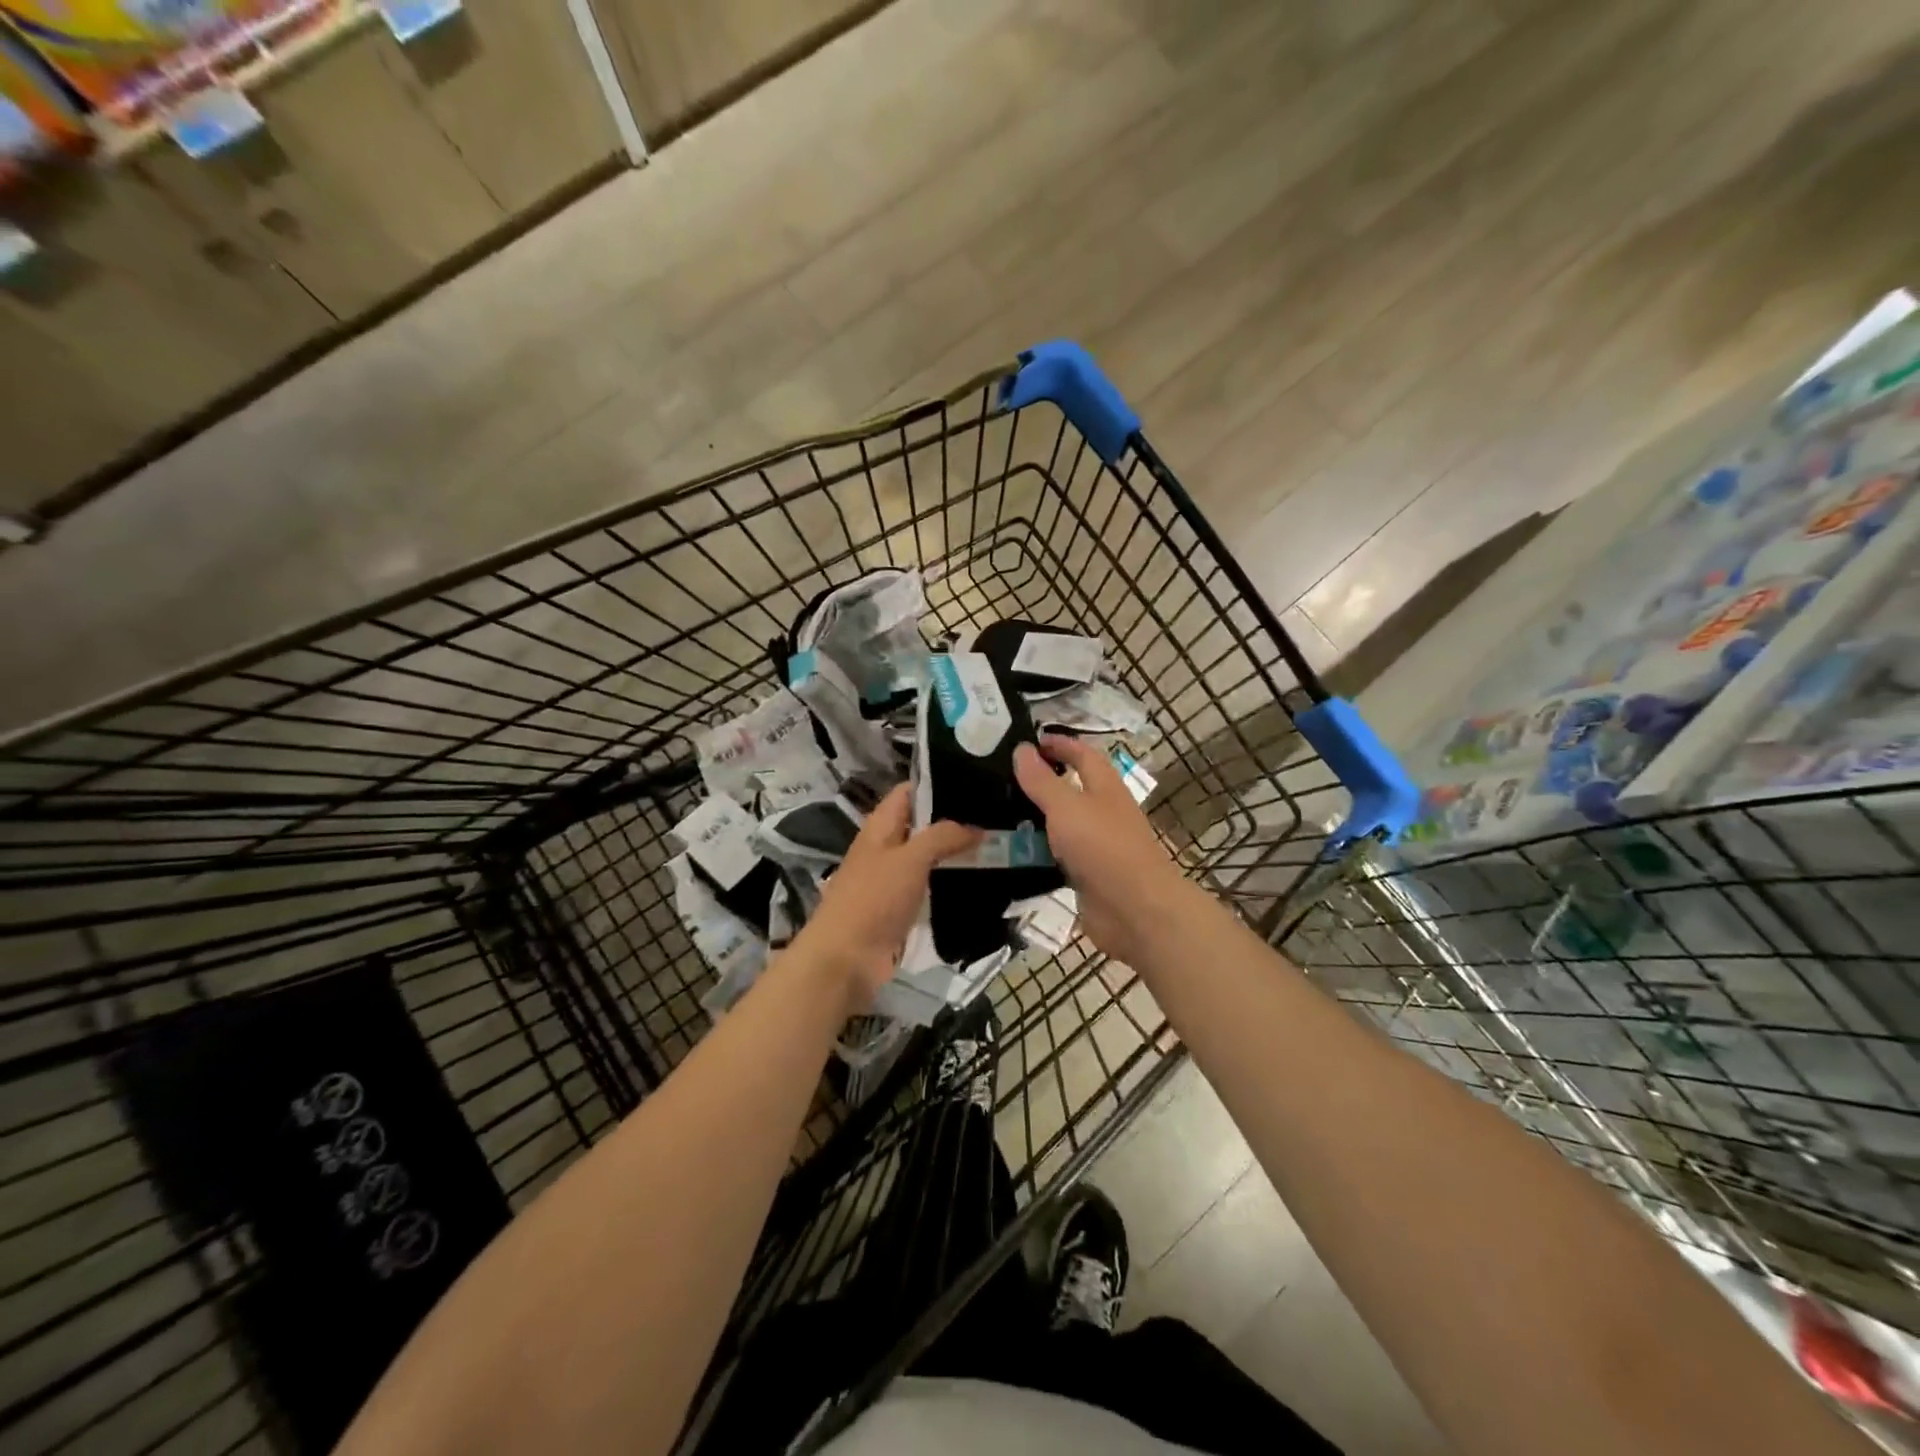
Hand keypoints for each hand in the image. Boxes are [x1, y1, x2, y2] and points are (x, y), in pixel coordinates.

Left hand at [789, 784, 979, 1010]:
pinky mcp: (902, 908)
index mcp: (880, 826)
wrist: (847, 959)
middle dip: (956, 820)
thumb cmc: (874, 899)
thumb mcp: (910, 858)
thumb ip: (943, 836)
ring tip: (1000, 845)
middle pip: (923, 824)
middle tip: (999, 815)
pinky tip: (983, 881)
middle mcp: (886, 847)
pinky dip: (952, 883)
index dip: (939, 782)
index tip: (976, 780)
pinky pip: (931, 887)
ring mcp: (893, 879)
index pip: (910, 791)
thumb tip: (976, 827)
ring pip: (930, 857)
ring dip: (957, 853)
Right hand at [1013, 735, 1192, 965]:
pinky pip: (1056, 856)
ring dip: (1034, 818)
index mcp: (1105, 787)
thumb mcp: (1067, 807)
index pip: (1082, 754)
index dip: (1059, 744)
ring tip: (993, 812)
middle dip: (1040, 781)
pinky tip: (1008, 852)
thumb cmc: (1104, 847)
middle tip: (999, 777)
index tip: (1028, 740)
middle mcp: (1102, 811)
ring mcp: (1095, 845)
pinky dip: (1036, 851)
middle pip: (1071, 789)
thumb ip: (1042, 780)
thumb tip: (1022, 749)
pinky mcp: (1086, 874)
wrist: (1135, 910)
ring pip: (1061, 824)